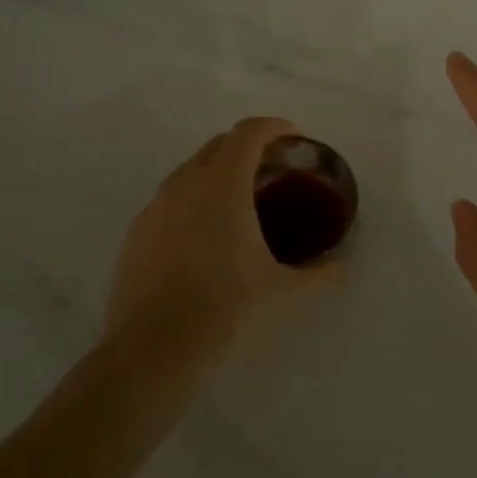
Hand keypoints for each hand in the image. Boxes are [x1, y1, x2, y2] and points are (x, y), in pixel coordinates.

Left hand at [106, 116, 318, 371]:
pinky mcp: (136, 233)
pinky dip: (193, 200)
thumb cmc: (224, 307)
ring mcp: (155, 207)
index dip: (275, 126)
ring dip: (218, 171)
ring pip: (191, 170)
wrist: (151, 351)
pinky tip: (204, 236)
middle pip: (220, 144)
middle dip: (249, 146)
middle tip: (274, 170)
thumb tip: (341, 268)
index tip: (295, 138)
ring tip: (240, 201)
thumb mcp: (281, 289)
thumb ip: (318, 273)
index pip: (249, 132)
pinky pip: (170, 199)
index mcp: (224, 184)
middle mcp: (186, 183)